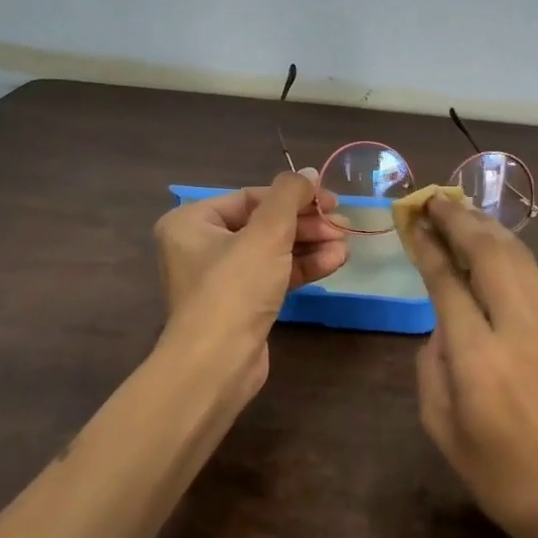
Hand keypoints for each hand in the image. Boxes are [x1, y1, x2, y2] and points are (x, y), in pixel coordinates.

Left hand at [152, 169, 346, 401]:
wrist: (216, 364)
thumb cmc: (234, 288)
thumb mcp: (266, 233)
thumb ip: (290, 196)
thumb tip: (309, 173)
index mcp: (192, 222)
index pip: (252, 197)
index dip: (294, 196)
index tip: (330, 200)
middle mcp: (201, 246)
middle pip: (264, 223)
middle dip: (306, 224)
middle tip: (343, 225)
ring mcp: (221, 277)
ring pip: (273, 250)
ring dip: (311, 245)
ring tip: (345, 245)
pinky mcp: (241, 304)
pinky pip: (274, 274)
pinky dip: (302, 267)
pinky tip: (335, 262)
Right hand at [405, 195, 537, 537]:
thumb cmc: (497, 474)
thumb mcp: (441, 425)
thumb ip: (434, 362)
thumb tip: (444, 322)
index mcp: (479, 358)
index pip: (448, 282)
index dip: (429, 246)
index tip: (415, 221)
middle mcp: (519, 331)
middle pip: (490, 254)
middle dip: (461, 219)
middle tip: (437, 200)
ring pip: (520, 260)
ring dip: (489, 230)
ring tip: (464, 212)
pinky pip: (534, 289)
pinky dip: (509, 262)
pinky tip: (494, 260)